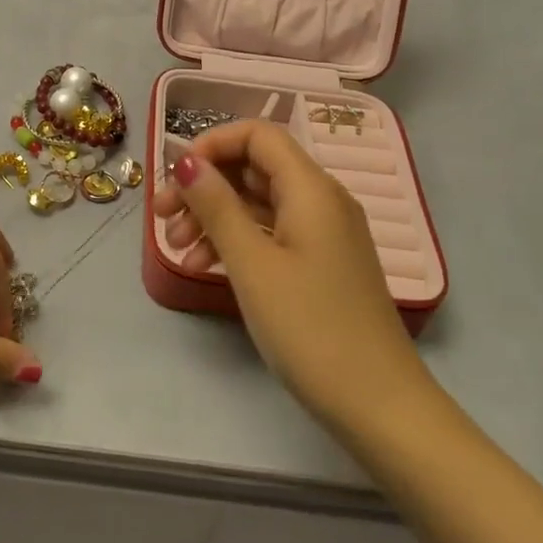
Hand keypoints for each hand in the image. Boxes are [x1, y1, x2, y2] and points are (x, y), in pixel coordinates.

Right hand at [153, 121, 430, 427]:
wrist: (380, 407)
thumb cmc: (310, 328)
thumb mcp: (252, 264)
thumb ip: (216, 206)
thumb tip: (186, 161)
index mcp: (311, 189)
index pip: (257, 135)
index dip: (212, 144)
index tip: (175, 177)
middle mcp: (322, 201)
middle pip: (254, 168)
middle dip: (205, 185)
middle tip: (162, 217)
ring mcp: (324, 234)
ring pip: (258, 203)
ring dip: (213, 217)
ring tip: (177, 250)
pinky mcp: (321, 264)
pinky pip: (271, 233)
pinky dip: (236, 242)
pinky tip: (203, 267)